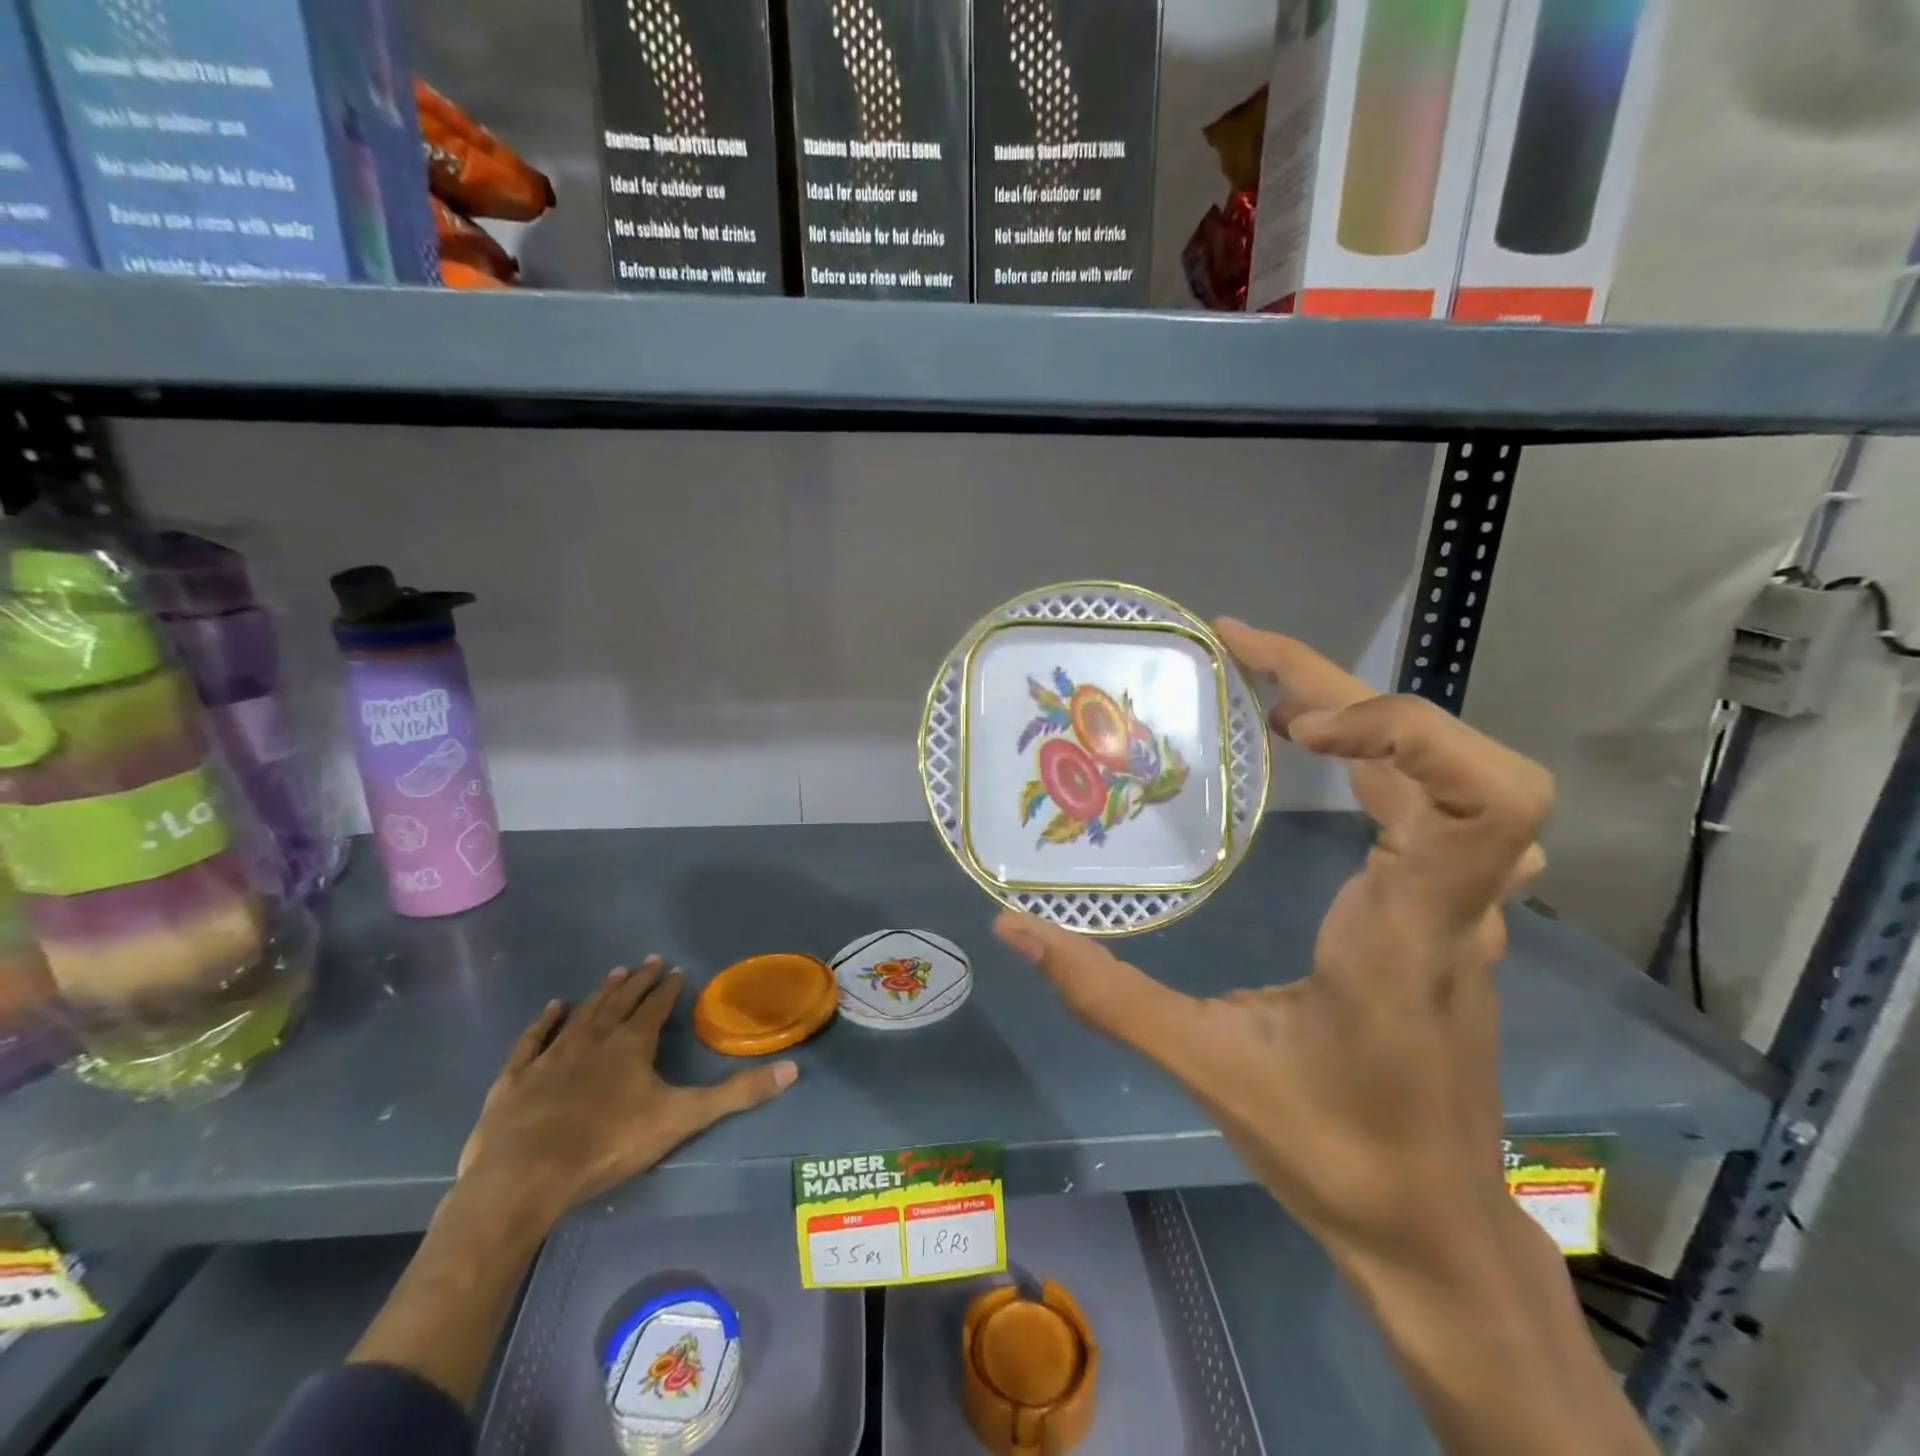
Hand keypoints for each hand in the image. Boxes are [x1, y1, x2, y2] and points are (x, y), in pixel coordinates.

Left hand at [457, 957, 797, 1232]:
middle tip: (648, 960)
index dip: (668, 989)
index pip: (655, 1008)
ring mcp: (551, 1056)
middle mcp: (594, 1039)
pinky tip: (552, 1007)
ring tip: (615, 972)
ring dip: (600, 993)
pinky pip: (533, 1039)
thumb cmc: (608, 1145)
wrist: (524, 1176)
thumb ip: (736, 1094)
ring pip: (581, 1014)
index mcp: (632, 1045)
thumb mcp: (682, 1118)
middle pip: (620, 1002)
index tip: (676, 969)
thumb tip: (792, 1069)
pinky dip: (544, 1021)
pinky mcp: (516, 1078)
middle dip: (637, 981)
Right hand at [994, 620, 1552, 1262]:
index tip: (1295, 724)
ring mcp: (1461, 906)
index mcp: (1410, 932)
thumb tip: (1015, 930)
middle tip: (1239, 650)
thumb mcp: (1206, 1068)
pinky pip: (1432, 804)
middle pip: (1456, 757)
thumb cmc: (1334, 1150)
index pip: (1482, 799)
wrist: (1432, 1227)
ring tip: (1265, 685)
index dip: (1400, 729)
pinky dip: (1375, 753)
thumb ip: (1106, 994)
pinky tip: (1314, 751)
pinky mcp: (1445, 912)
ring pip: (1448, 773)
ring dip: (1362, 711)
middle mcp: (1453, 903)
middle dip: (1345, 685)